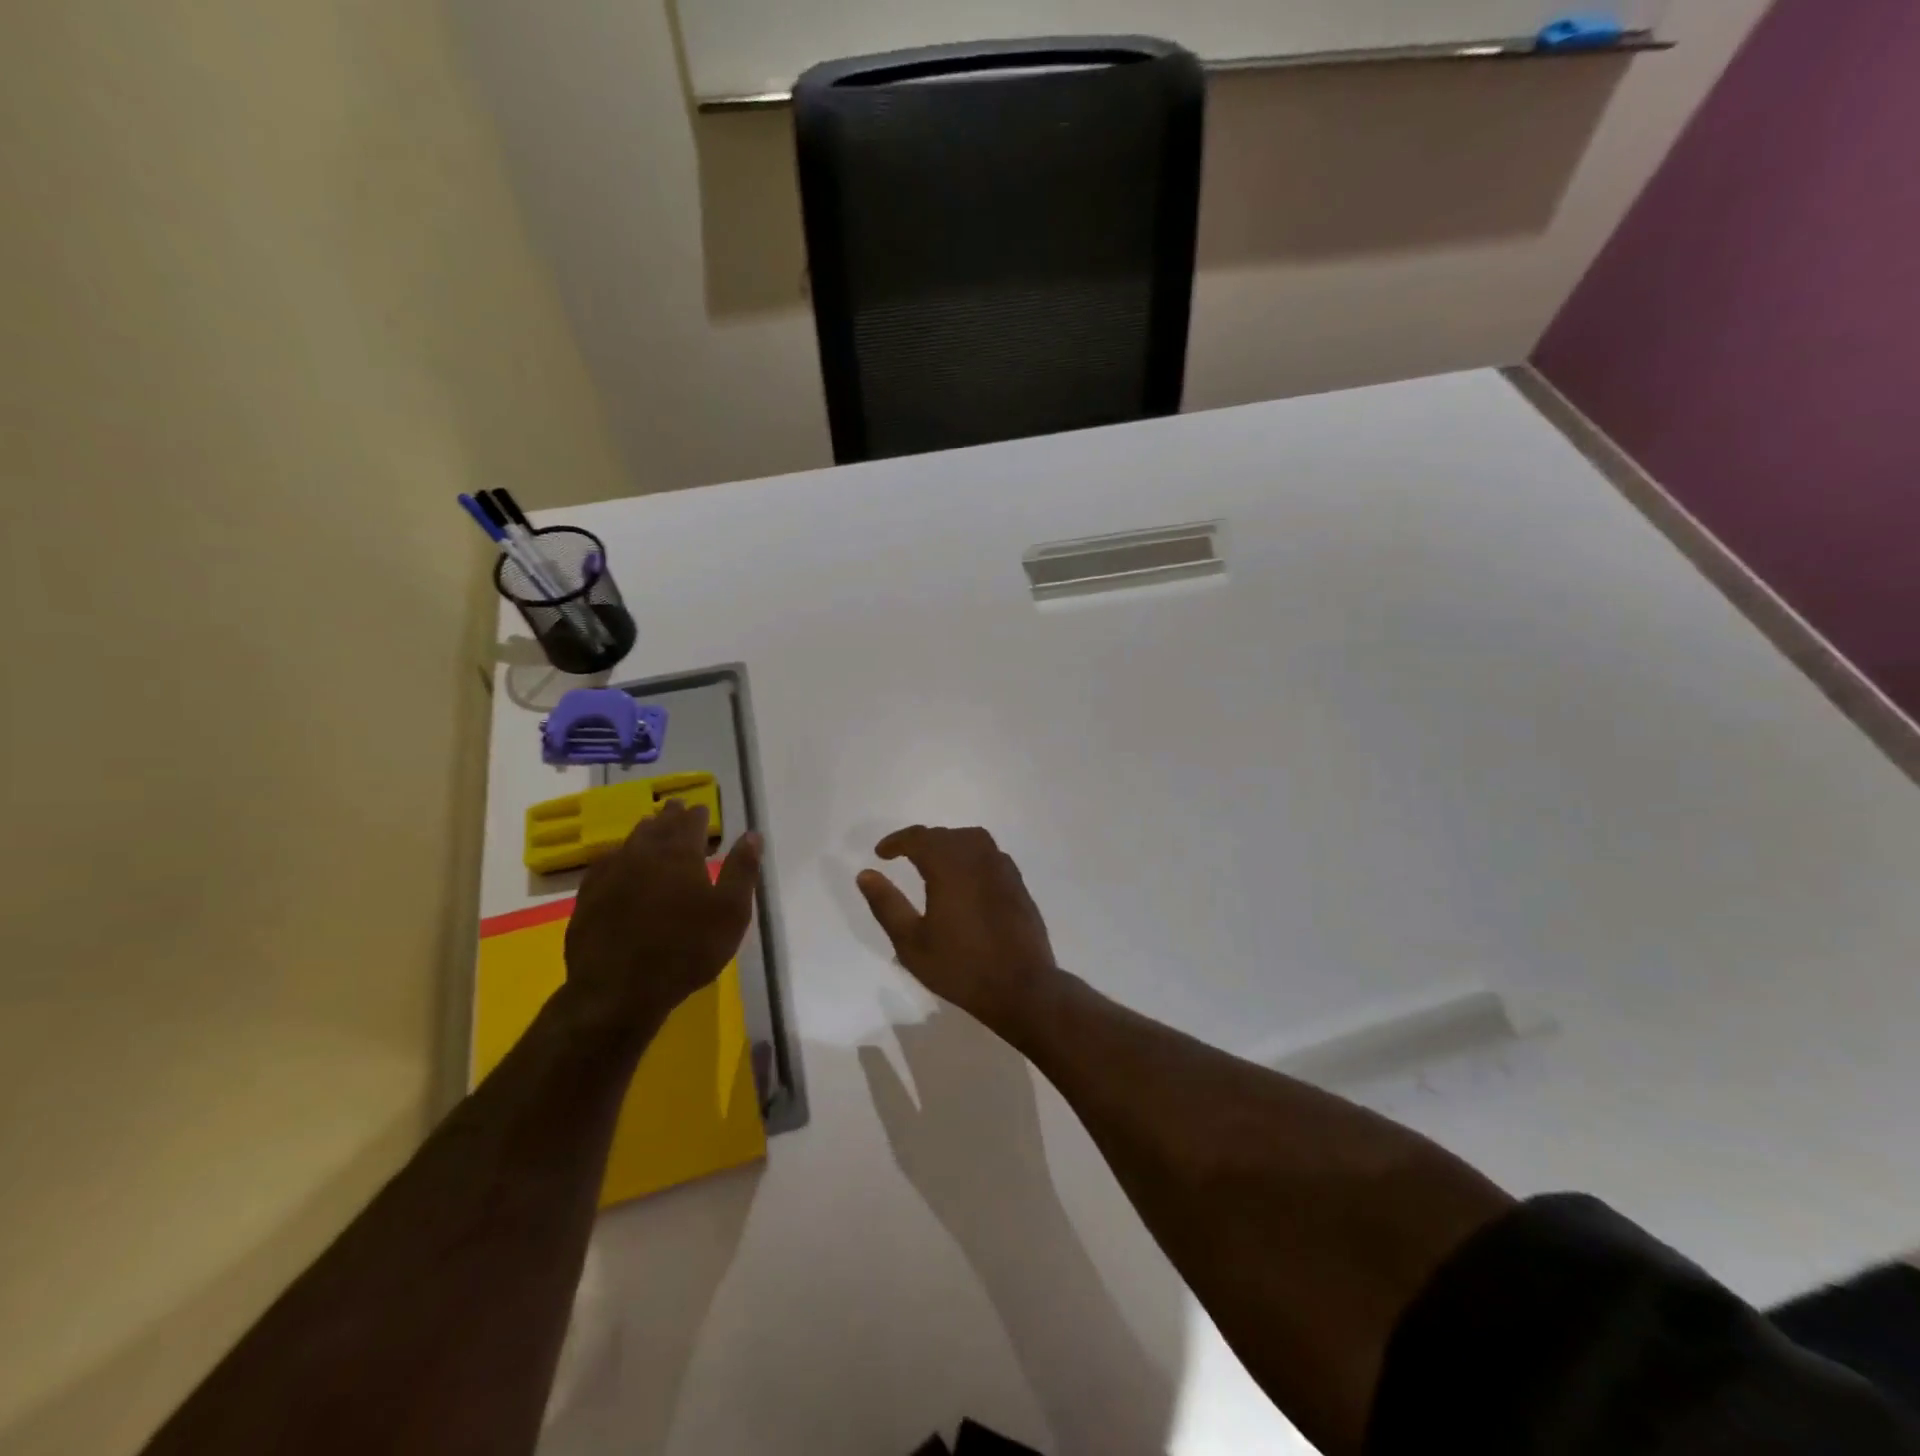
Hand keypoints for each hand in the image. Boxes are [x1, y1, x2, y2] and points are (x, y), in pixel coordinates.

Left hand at [564, 801, 761, 1035]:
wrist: (619, 989)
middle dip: (670, 815)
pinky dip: (616, 856)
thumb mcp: (731, 912)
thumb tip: (752, 835)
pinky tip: (616, 862)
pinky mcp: (589, 897)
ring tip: (650, 827)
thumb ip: (742, 870)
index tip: (702, 808)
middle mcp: (643, 854)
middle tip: (675, 807)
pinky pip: (604, 864)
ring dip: (644, 831)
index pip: (691, 823)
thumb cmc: (687, 949)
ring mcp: (611, 874)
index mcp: (680, 854)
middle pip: (658, 826)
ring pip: (630, 841)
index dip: (698, 814)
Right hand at [855, 826, 1058, 1028]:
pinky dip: (971, 856)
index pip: (919, 837)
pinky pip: (990, 855)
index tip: (881, 853)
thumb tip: (865, 874)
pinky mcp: (1018, 884)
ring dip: (949, 844)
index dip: (897, 841)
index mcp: (950, 866)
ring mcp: (1002, 869)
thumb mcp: (911, 942)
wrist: (1021, 987)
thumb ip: (886, 904)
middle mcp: (978, 857)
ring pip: (972, 840)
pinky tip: (965, 879)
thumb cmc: (960, 967)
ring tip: (933, 863)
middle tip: (903, 857)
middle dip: (922, 842)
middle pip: (946, 835)